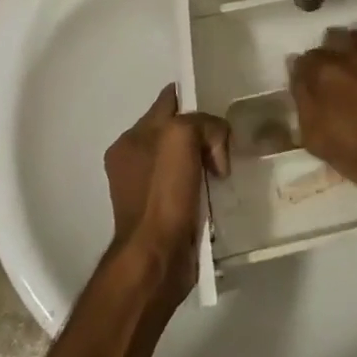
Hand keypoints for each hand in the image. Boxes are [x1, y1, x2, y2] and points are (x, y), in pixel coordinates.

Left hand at [104, 86, 229, 289]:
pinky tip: (218, 193)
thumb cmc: (162, 193)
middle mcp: (134, 160)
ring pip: (186, 158)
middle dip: (203, 133)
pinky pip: (189, 186)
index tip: (219, 106)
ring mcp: (146, 190)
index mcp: (131, 138)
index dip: (194, 97)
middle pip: (179, 129)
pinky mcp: (161, 215)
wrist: (155, 259)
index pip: (169, 101)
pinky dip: (204, 186)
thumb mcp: (182, 136)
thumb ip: (203, 124)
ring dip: (205, 162)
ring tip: (225, 171)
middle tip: (225, 144)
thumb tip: (216, 148)